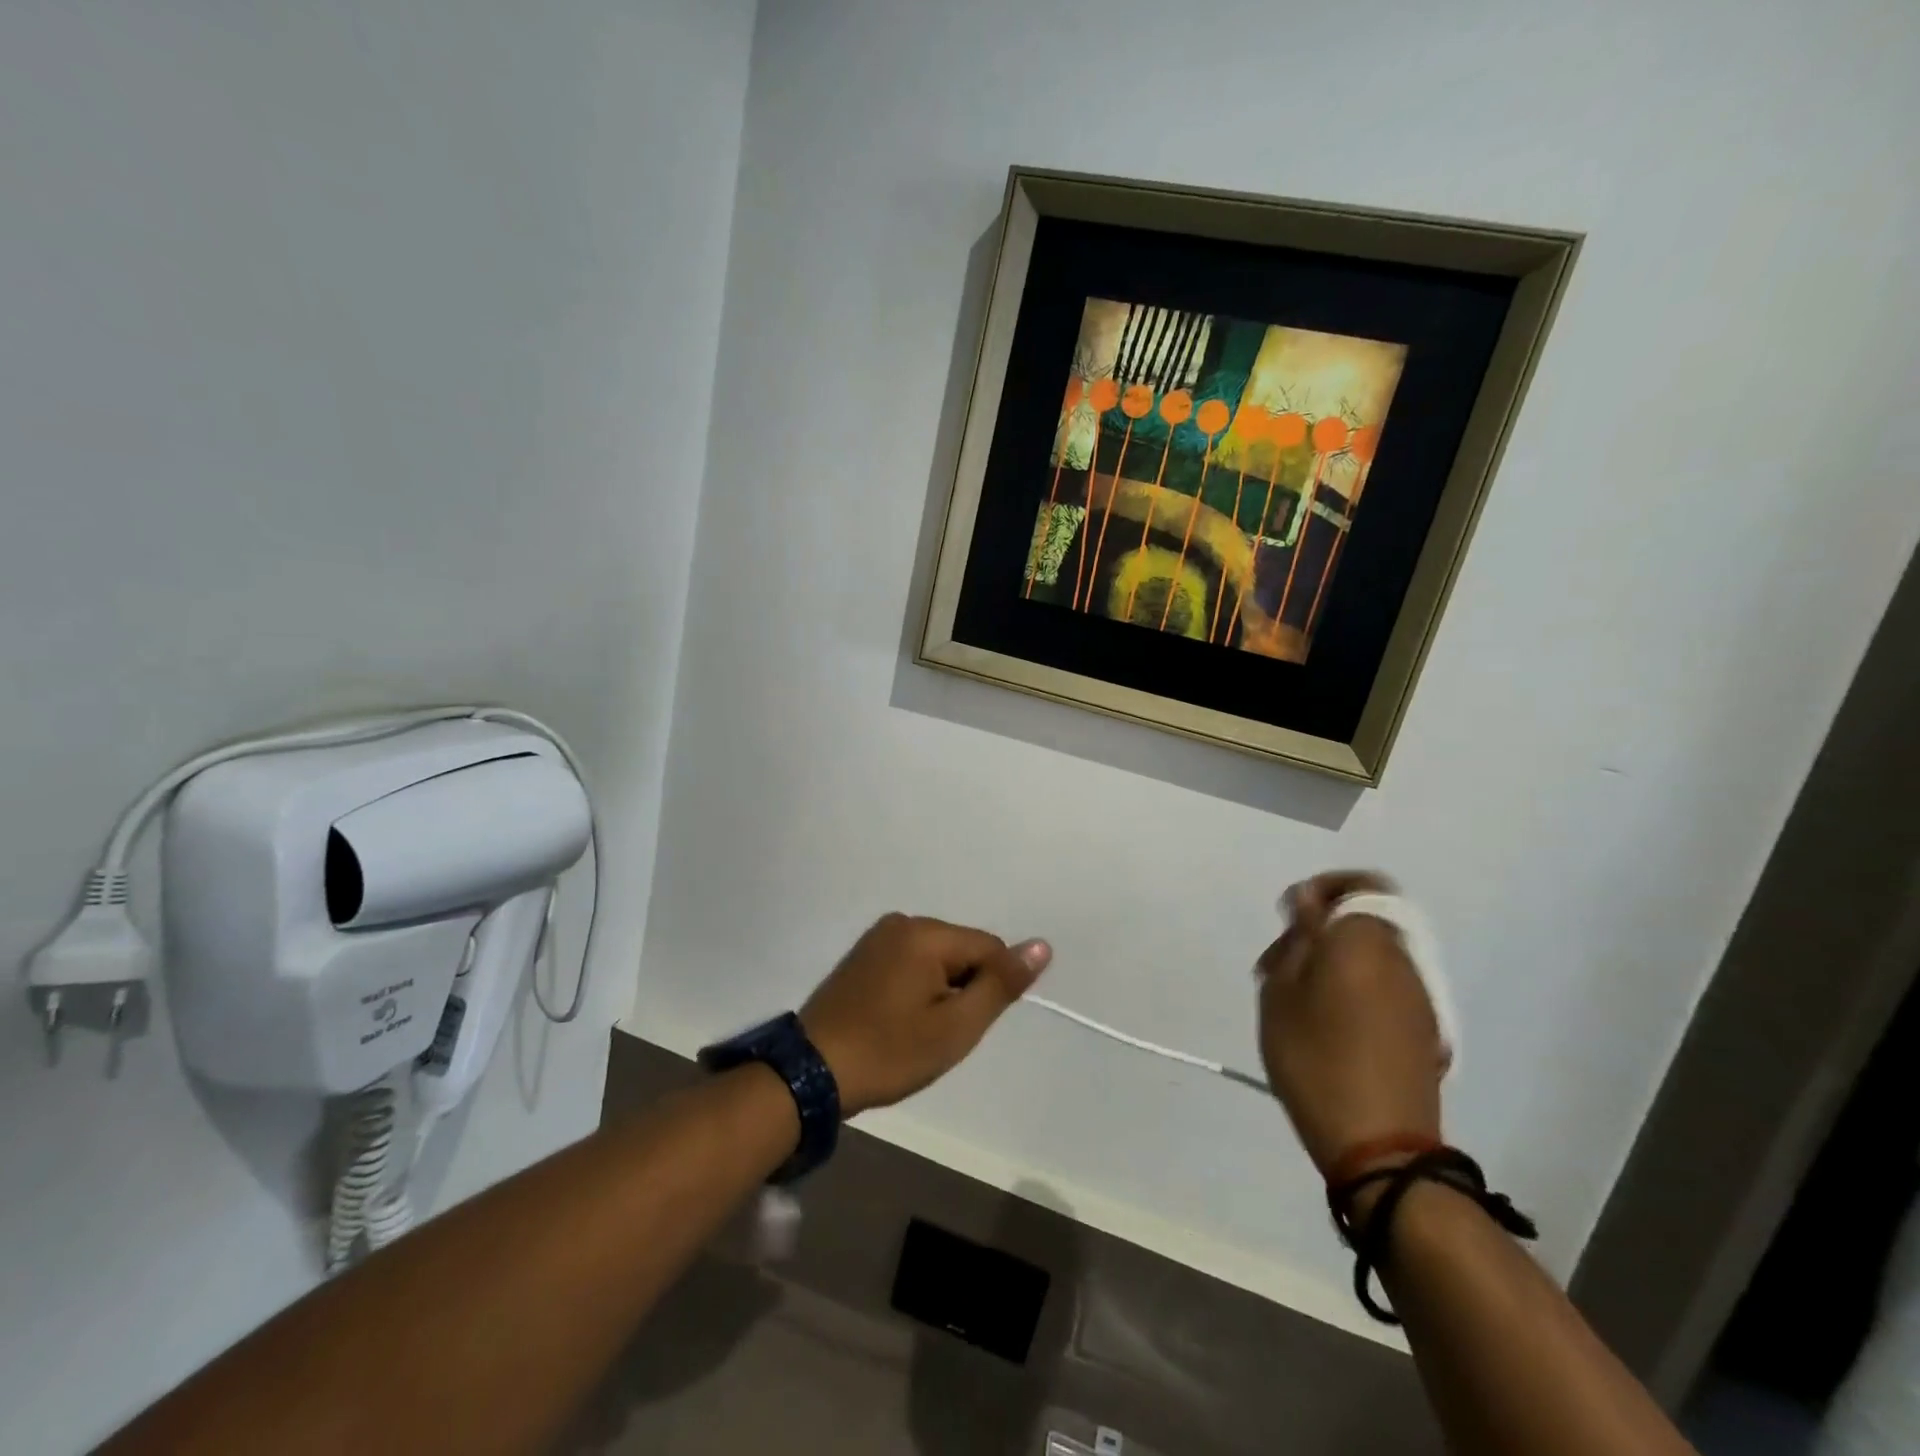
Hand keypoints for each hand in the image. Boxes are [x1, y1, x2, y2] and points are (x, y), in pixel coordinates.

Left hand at [800, 914, 1051, 1116]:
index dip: (990, 989)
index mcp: (926, 933)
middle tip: (938, 1033)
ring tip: (915, 1029)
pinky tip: (898, 1018)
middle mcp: (902, 922)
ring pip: (937, 957)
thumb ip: (1000, 984)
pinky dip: (916, 987)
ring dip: (940, 989)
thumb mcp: (955, 1027)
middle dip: (963, 988)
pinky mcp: (863, 953)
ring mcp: (878, 936)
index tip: (964, 1025)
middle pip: (962, 950)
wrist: (811, 1071)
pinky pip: (910, 961)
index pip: (989, 948)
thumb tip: (1042, 945)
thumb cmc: (889, 1052)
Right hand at [1257, 871, 1445, 1179]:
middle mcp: (1401, 959)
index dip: (1325, 888)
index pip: (1360, 885)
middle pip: (1362, 921)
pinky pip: (1384, 986)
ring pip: (1372, 955)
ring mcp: (1418, 996)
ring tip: (1294, 998)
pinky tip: (1325, 1024)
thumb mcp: (1282, 994)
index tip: (1290, 916)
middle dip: (1318, 931)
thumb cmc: (1316, 1059)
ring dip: (1333, 961)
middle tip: (1275, 967)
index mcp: (1365, 941)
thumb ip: (1298, 939)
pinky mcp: (1424, 1030)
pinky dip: (1354, 987)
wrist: (1380, 1146)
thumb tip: (1309, 903)